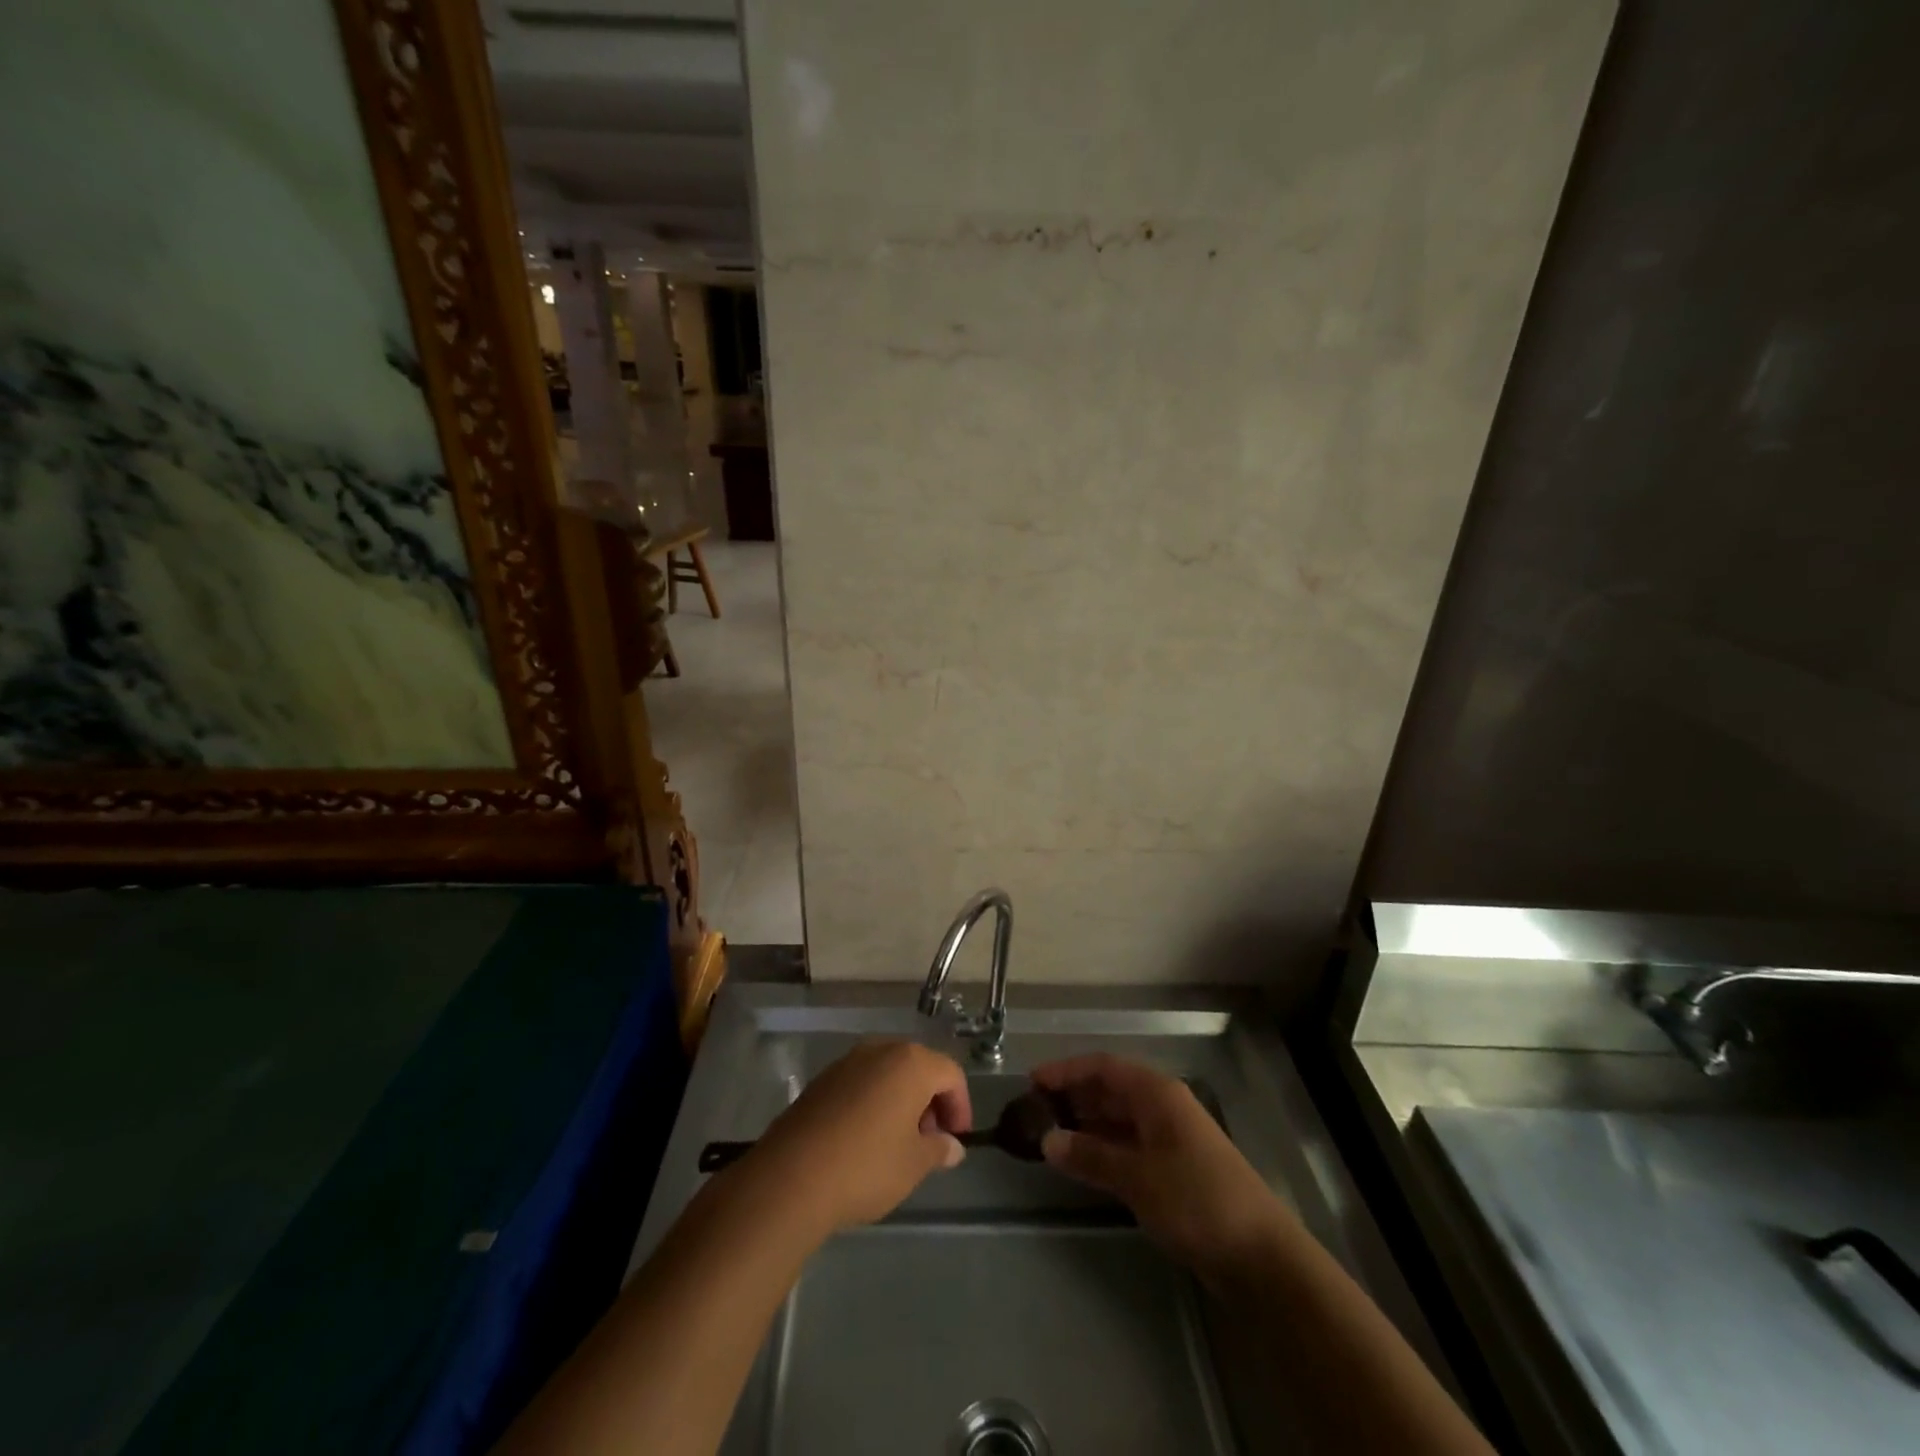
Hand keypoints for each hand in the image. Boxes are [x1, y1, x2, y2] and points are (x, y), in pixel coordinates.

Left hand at [744, 1040, 971, 1234]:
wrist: (791, 1177)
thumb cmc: (866, 1166)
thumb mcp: (913, 1164)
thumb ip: (938, 1149)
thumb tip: (952, 1146)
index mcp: (911, 1063)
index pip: (950, 1074)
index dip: (960, 1106)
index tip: (956, 1139)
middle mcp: (880, 1050)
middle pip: (919, 1067)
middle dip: (931, 1101)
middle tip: (930, 1141)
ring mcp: (847, 1062)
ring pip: (888, 1074)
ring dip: (902, 1101)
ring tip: (899, 1143)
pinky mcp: (822, 1080)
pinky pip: (861, 1083)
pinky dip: (874, 1103)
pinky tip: (866, 1139)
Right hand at [1032, 1054, 1293, 1280]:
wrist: (1260, 1256)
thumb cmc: (1197, 1200)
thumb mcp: (1137, 1177)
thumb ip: (1091, 1156)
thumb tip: (1048, 1140)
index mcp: (1157, 1094)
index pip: (1103, 1067)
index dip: (1067, 1070)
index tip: (1032, 1081)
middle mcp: (1162, 1107)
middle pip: (1110, 1090)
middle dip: (1074, 1097)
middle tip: (1034, 1112)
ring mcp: (1170, 1138)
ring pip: (1118, 1119)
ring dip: (1086, 1125)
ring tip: (1048, 1137)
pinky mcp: (1174, 1169)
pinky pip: (1128, 1146)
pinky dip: (1103, 1149)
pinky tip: (1081, 1164)